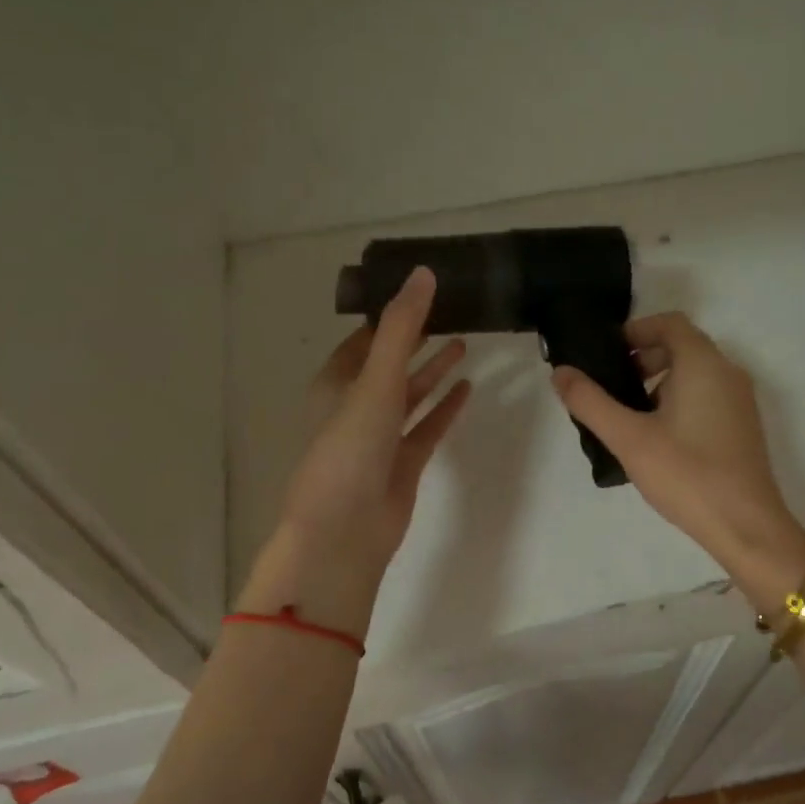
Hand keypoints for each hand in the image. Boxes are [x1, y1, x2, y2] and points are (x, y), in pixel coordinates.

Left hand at [238, 267, 470, 636]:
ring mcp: (380, 436)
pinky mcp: (403, 462)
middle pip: (389, 363)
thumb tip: (423, 273)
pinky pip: (427, 426)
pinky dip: (445, 407)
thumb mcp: (374, 380)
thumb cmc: (350, 448)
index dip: (390, 316)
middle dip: (415, 340)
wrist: (345, 531)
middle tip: (450, 310)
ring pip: (410, 395)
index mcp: (336, 383)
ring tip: (464, 343)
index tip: (422, 292)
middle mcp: (356, 406)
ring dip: (432, 370)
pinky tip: (468, 387)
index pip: (364, 339)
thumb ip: (400, 328)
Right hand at [552, 313, 804, 612]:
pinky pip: (707, 395)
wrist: (747, 526)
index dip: (635, 331)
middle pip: (682, 346)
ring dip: (659, 382)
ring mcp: (740, 400)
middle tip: (612, 388)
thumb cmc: (686, 474)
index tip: (606, 355)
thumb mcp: (628, 438)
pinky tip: (658, 438)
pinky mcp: (742, 426)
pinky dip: (679, 400)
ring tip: (629, 417)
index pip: (669, 323)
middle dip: (643, 358)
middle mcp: (728, 372)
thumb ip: (590, 401)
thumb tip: (559, 372)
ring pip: (695, 373)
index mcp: (703, 364)